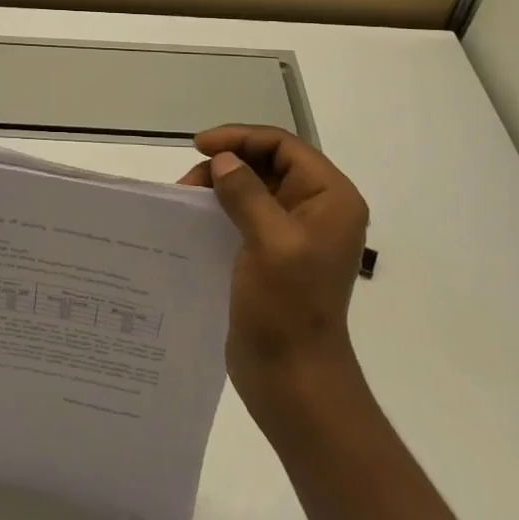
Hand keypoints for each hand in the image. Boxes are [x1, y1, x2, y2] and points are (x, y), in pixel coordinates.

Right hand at [180, 125, 369, 411]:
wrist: (294, 381)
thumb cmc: (288, 309)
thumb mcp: (270, 243)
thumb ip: (247, 193)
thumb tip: (224, 162)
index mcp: (331, 198)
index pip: (284, 146)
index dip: (241, 138)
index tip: (200, 146)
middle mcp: (319, 208)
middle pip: (269, 163)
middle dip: (228, 163)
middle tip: (189, 181)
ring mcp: (297, 232)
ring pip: (255, 186)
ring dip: (221, 185)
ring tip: (188, 198)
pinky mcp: (276, 253)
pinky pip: (248, 214)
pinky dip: (222, 208)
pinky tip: (197, 217)